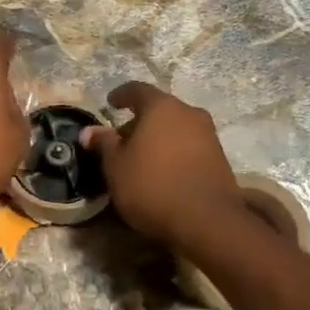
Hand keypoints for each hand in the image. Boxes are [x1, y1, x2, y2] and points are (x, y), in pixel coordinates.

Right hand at [81, 82, 245, 251]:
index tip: (110, 103)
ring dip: (158, 138)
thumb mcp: (116, 167)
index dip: (121, 95)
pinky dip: (174, 152)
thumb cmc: (152, 186)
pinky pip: (189, 146)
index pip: (137, 90)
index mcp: (161, 107)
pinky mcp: (219, 158)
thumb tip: (90, 131)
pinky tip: (163, 171)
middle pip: (159, 110)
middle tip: (122, 140)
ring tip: (141, 159)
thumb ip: (104, 144)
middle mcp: (188, 113)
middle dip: (139, 122)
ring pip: (176, 128)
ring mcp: (208, 134)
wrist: (206, 220)